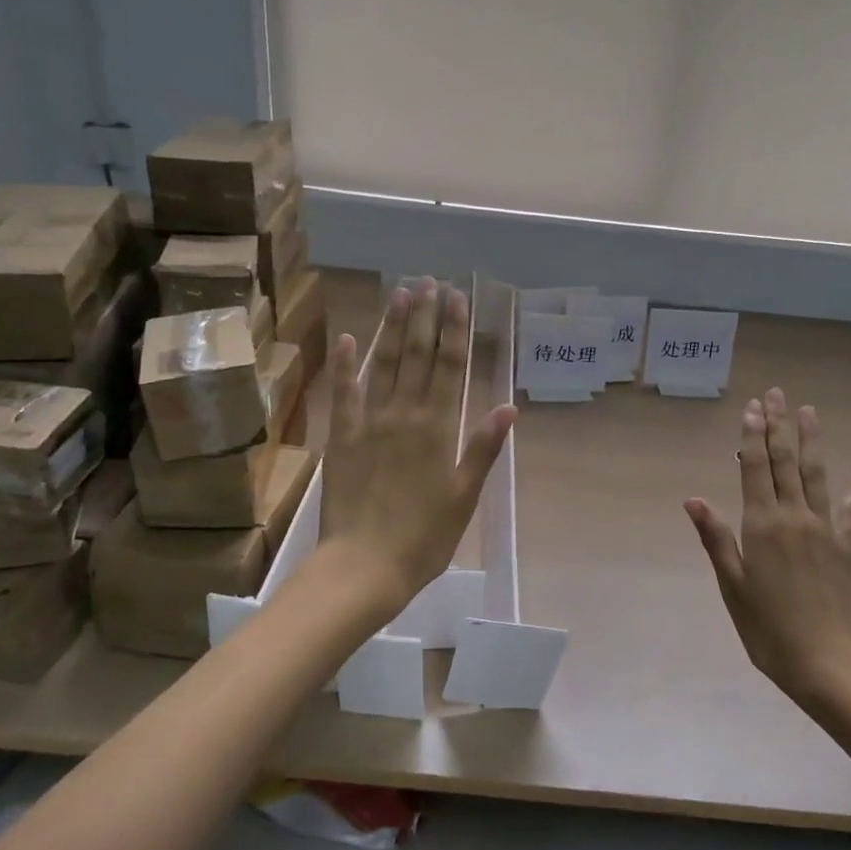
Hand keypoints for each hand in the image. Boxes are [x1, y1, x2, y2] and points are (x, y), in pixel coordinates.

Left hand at [319, 278, 516, 620]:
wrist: (364, 567)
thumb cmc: (424, 537)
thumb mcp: (465, 497)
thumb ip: (483, 448)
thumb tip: (508, 406)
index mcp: (438, 429)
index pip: (449, 367)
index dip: (455, 330)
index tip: (457, 298)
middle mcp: (404, 415)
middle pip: (417, 356)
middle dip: (425, 317)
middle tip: (429, 282)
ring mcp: (369, 424)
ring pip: (383, 365)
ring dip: (393, 328)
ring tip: (401, 294)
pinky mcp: (342, 439)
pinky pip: (344, 394)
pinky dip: (346, 366)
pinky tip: (350, 339)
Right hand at [684, 388, 850, 704]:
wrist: (825, 663)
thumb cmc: (767, 628)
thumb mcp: (732, 585)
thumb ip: (715, 538)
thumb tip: (693, 498)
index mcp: (762, 525)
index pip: (756, 468)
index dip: (752, 436)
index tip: (752, 407)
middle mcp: (794, 517)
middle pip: (785, 462)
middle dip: (778, 426)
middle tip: (776, 394)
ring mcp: (824, 530)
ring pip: (816, 475)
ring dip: (811, 441)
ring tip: (808, 411)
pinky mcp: (846, 547)